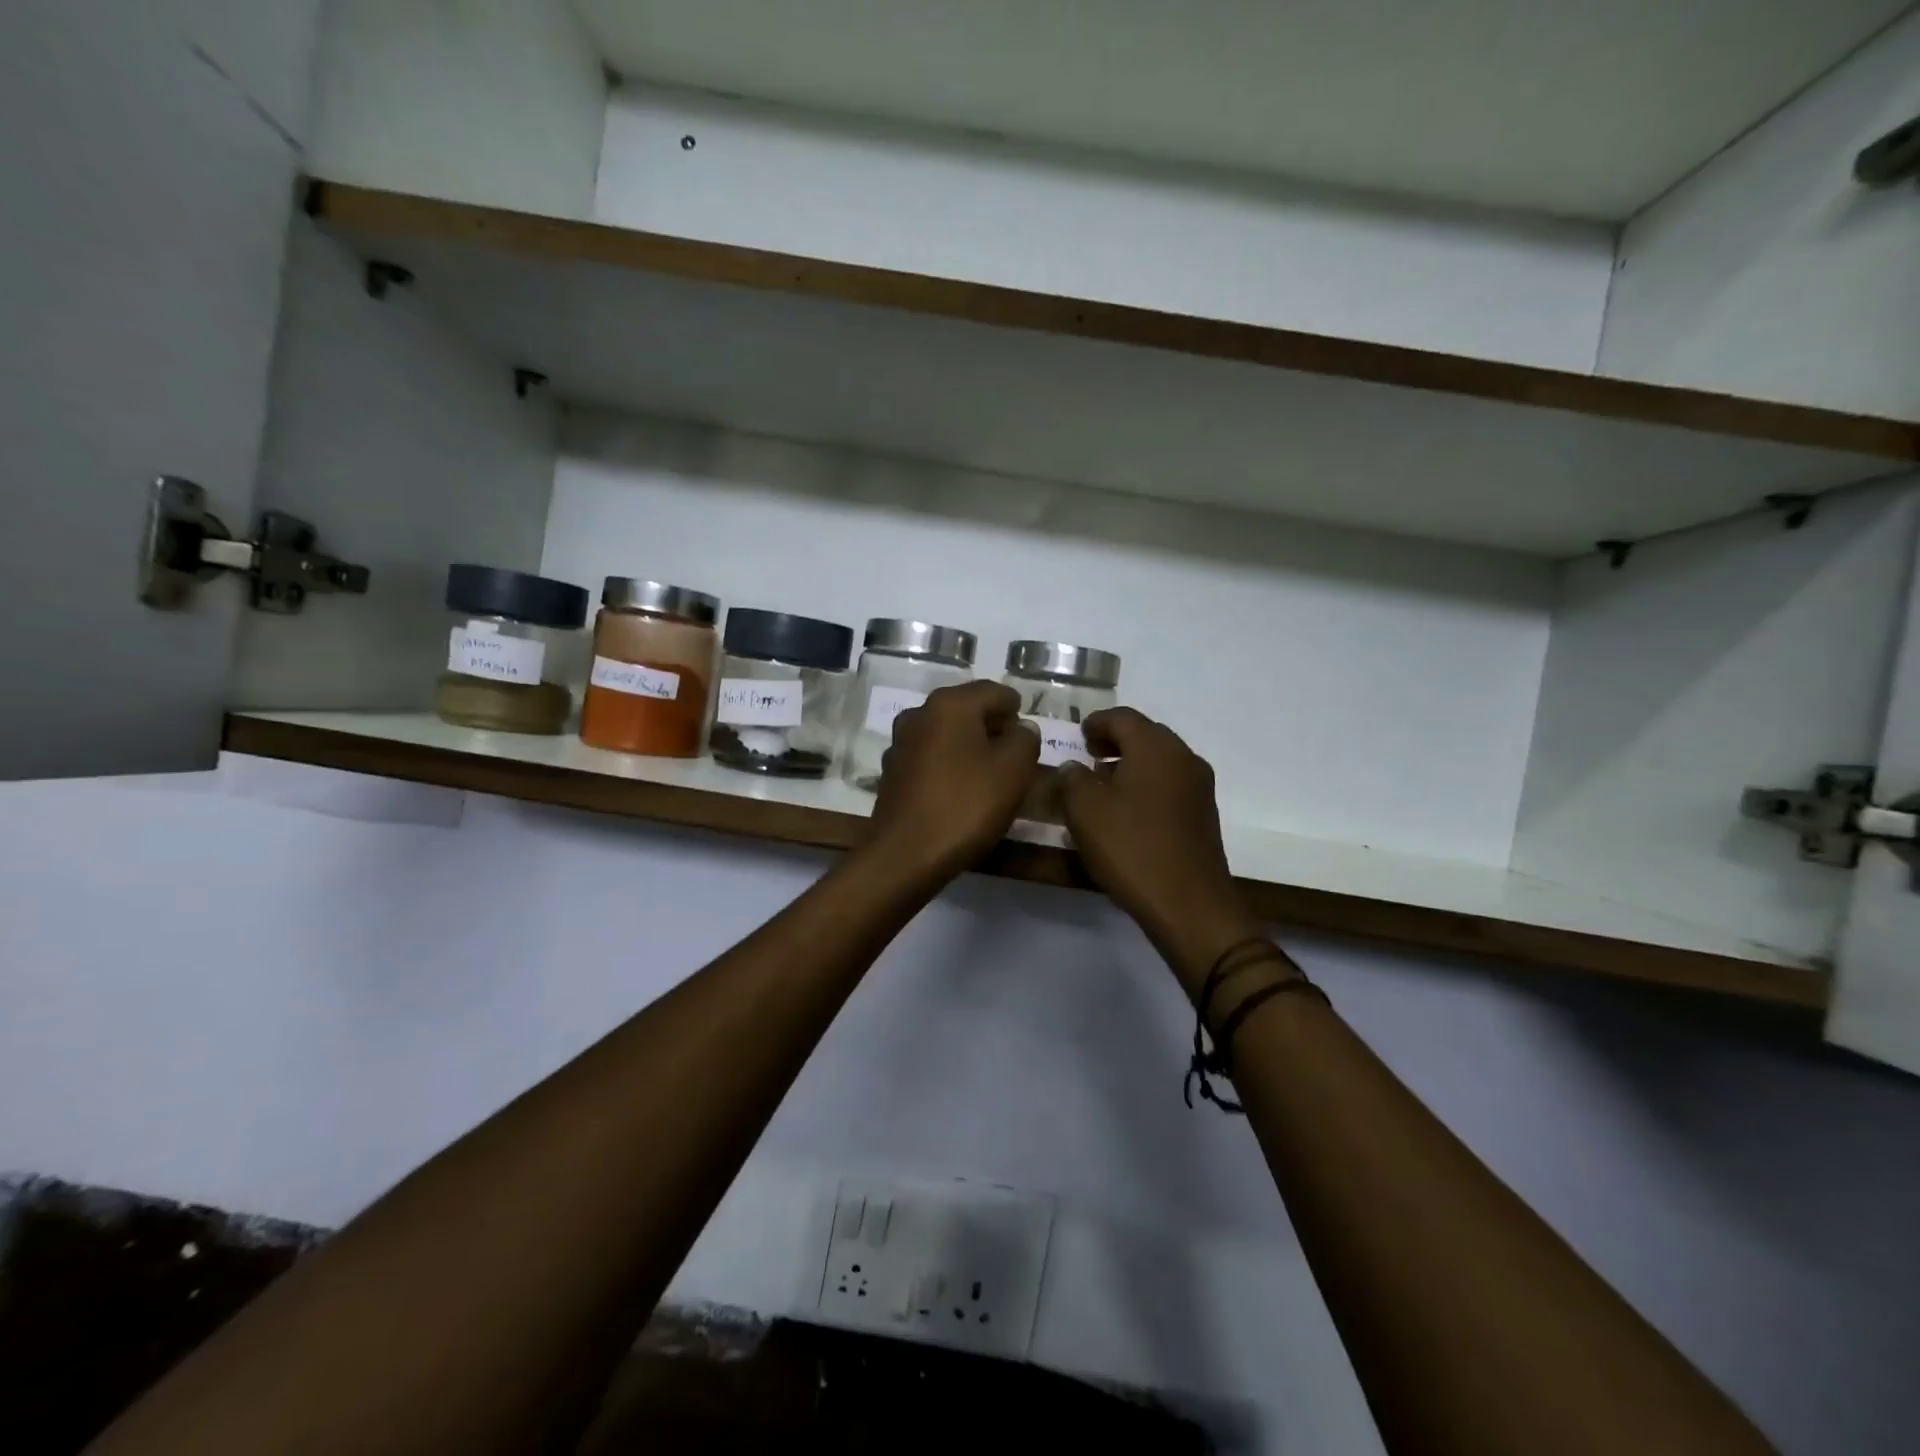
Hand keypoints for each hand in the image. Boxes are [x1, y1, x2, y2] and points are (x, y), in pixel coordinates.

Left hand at [865, 681, 1040, 882]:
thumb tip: (1021, 728)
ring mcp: (900, 743)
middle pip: (967, 711)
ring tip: (990, 776)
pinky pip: (930, 758)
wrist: (906, 854)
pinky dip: (948, 766)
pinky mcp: (892, 773)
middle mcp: (919, 713)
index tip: (1030, 737)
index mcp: (950, 704)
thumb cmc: (966, 805)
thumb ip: (1025, 740)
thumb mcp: (1014, 770)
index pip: (995, 692)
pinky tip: (960, 792)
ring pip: (946, 735)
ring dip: (969, 748)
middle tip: (1016, 758)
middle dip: (993, 729)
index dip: (1018, 711)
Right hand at [1060, 709, 1260, 986]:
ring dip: (1131, 764)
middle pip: (1146, 735)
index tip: (1077, 735)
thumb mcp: (1085, 811)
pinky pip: (1170, 784)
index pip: (1122, 717)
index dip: (1096, 722)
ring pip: (1160, 760)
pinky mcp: (1204, 814)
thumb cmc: (1132, 848)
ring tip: (1103, 786)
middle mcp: (1183, 757)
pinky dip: (1147, 785)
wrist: (1189, 904)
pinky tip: (1127, 811)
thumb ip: (1073, 780)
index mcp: (1155, 747)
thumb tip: (1073, 767)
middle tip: (1088, 755)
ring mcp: (1199, 786)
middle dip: (1115, 741)